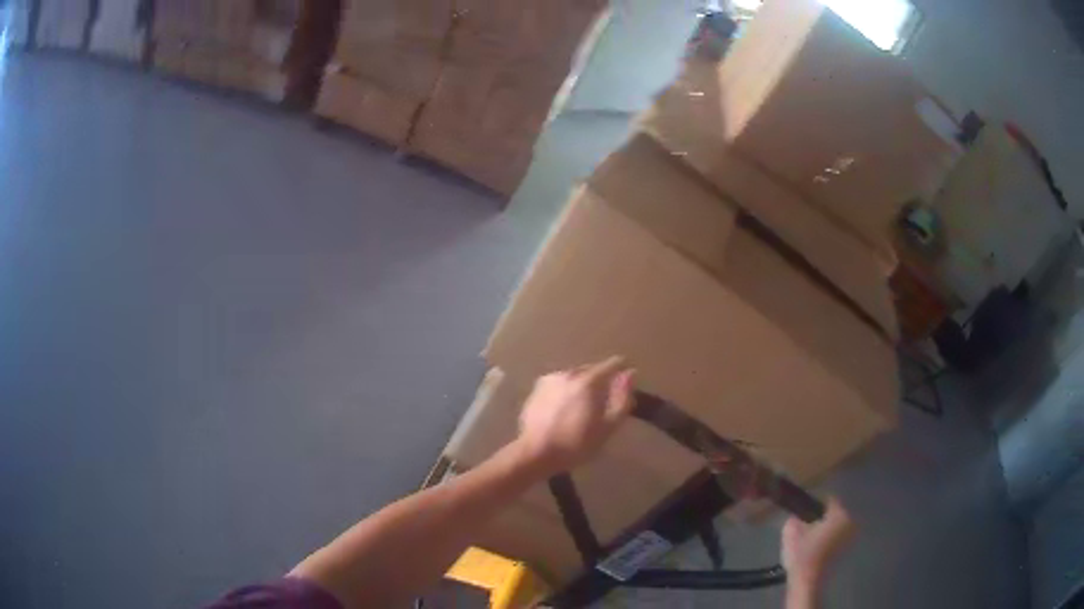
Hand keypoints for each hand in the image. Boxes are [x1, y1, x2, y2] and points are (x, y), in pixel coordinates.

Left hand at [515, 356, 635, 474]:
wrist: (535, 453)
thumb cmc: (576, 443)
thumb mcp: (608, 426)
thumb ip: (621, 398)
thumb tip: (630, 373)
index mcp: (587, 381)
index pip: (611, 365)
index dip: (621, 369)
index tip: (627, 377)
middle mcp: (568, 374)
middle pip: (591, 369)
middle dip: (601, 379)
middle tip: (606, 397)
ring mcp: (549, 380)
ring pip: (573, 376)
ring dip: (582, 385)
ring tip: (585, 404)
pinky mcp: (536, 390)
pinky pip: (558, 385)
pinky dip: (566, 391)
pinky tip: (566, 408)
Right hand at [781, 498, 853, 591]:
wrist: (807, 582)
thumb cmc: (802, 554)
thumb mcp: (791, 530)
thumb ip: (795, 516)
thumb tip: (797, 513)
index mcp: (840, 514)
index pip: (828, 500)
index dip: (814, 504)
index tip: (802, 512)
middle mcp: (851, 522)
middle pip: (834, 513)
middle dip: (821, 517)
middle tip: (805, 525)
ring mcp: (851, 538)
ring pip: (836, 526)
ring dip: (825, 528)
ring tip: (810, 537)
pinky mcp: (847, 551)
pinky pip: (837, 538)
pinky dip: (828, 539)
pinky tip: (816, 547)